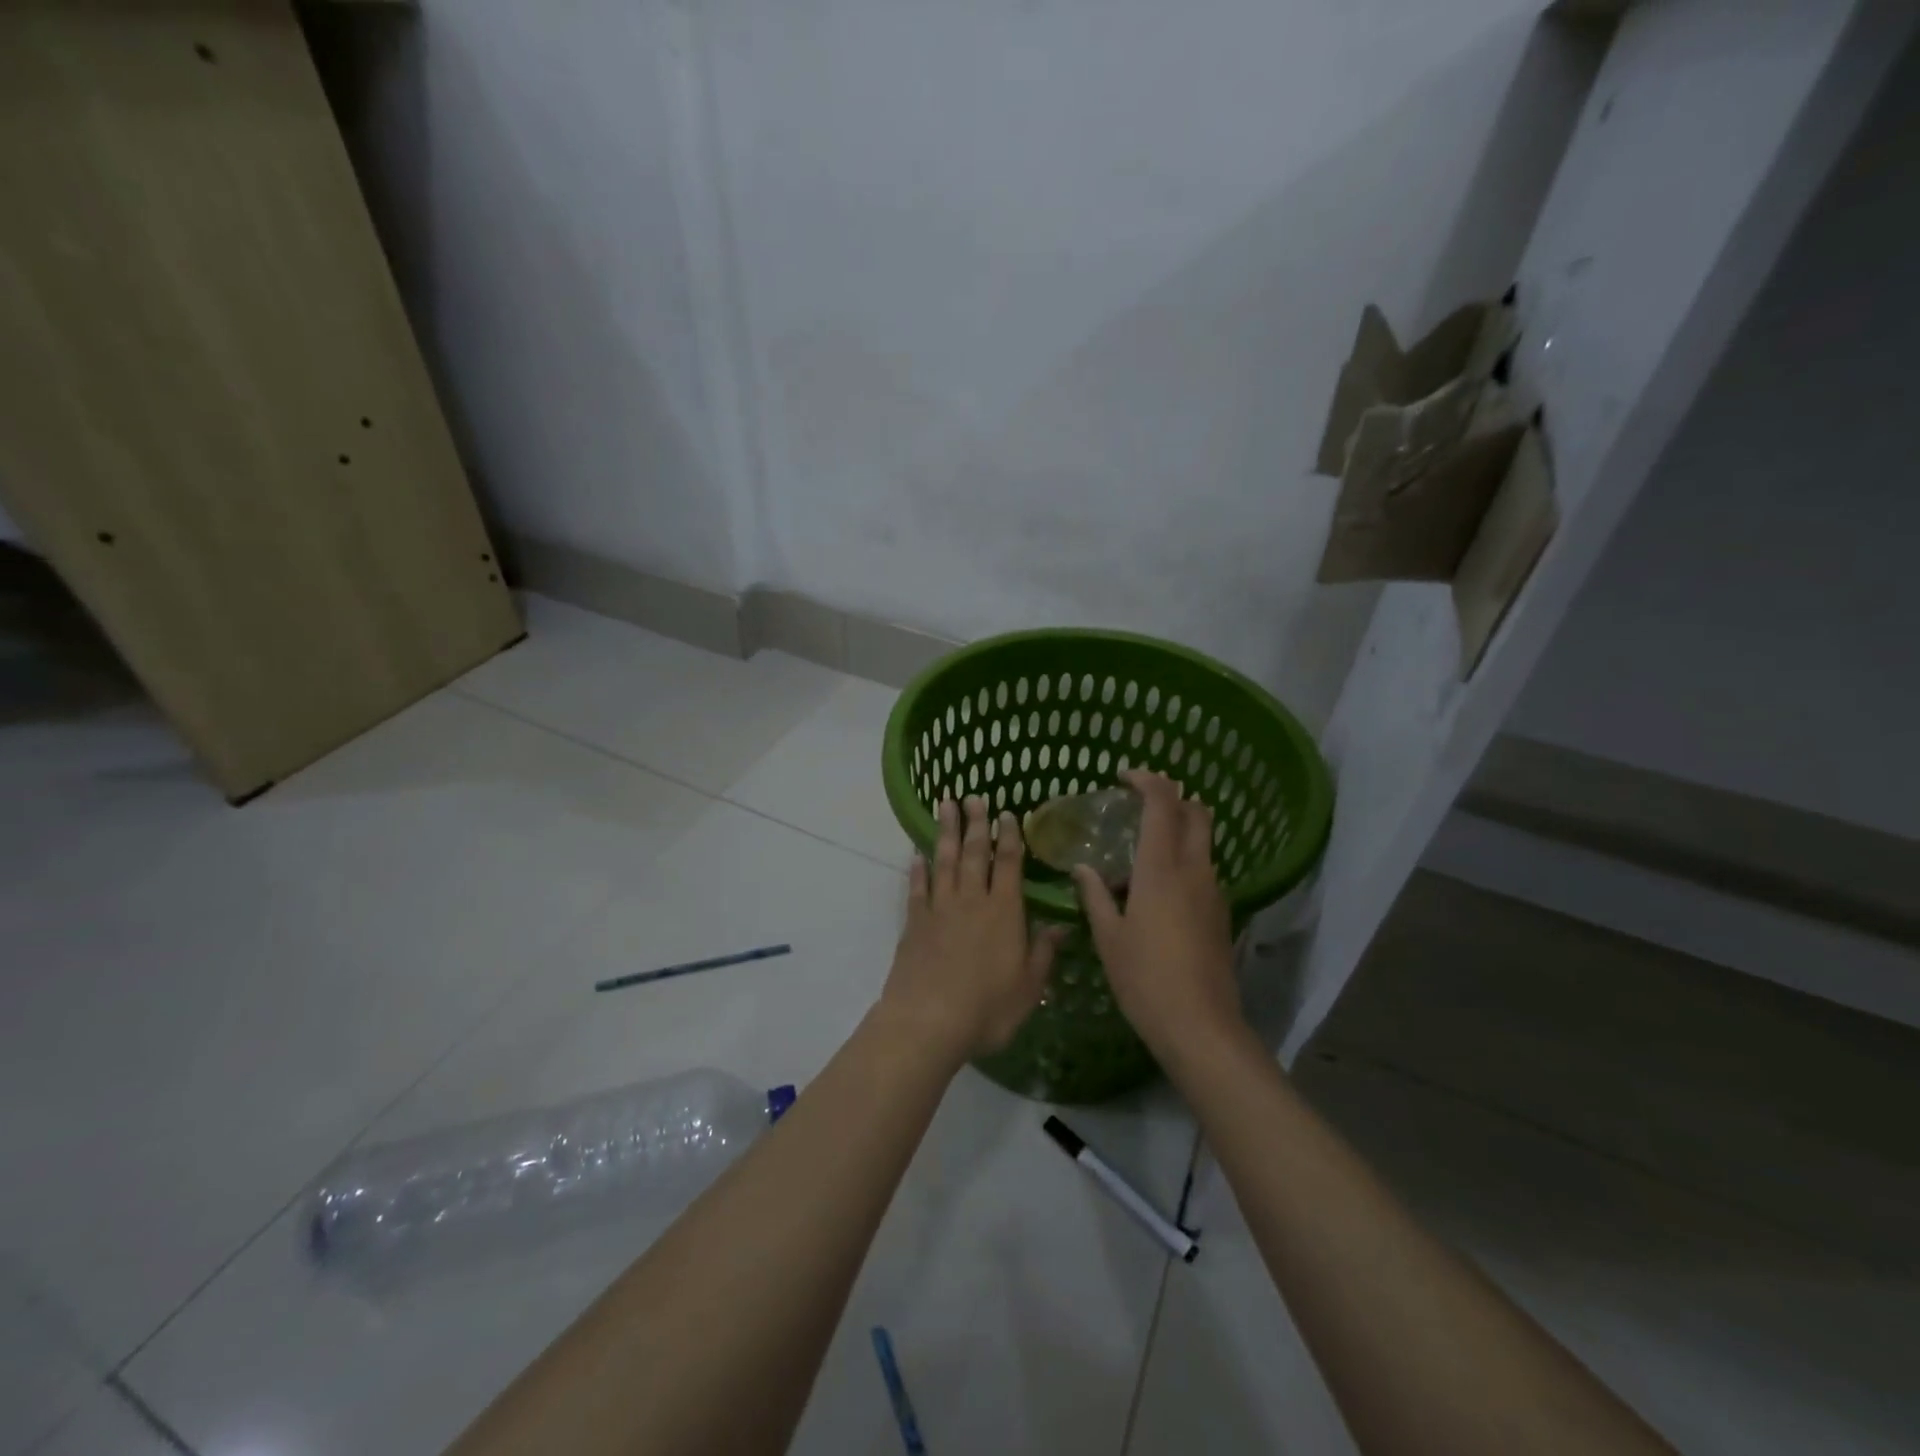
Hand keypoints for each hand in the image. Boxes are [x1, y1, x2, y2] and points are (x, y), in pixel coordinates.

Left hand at [879, 796, 1062, 1065]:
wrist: (928, 1021)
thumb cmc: (987, 1008)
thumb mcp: (1028, 987)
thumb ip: (1044, 953)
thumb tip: (1062, 925)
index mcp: (1004, 912)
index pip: (1009, 864)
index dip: (1010, 837)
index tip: (1007, 813)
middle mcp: (972, 900)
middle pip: (975, 853)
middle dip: (976, 823)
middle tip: (973, 796)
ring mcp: (940, 908)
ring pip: (945, 861)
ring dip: (946, 832)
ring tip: (945, 805)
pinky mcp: (914, 923)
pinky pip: (917, 888)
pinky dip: (917, 869)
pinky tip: (917, 855)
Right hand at [1073, 771, 1243, 1066]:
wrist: (1201, 1027)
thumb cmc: (1145, 979)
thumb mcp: (1109, 937)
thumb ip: (1095, 896)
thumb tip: (1084, 869)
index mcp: (1162, 868)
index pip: (1163, 803)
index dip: (1147, 780)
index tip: (1124, 777)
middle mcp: (1194, 870)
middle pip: (1197, 812)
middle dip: (1172, 797)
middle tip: (1139, 805)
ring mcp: (1214, 892)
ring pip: (1203, 842)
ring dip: (1178, 832)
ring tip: (1139, 855)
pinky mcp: (1221, 914)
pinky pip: (1203, 871)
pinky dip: (1183, 862)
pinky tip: (1156, 893)